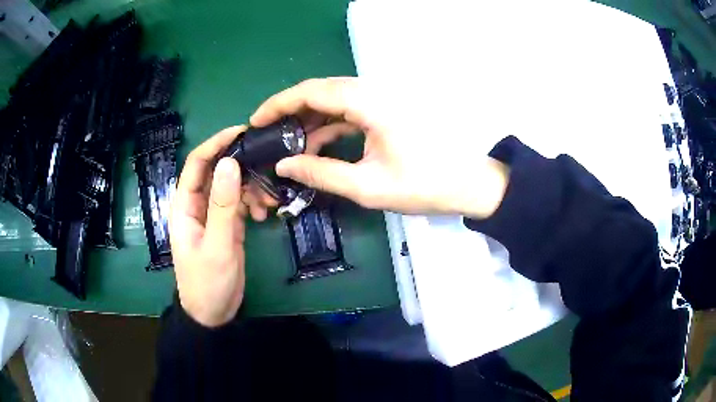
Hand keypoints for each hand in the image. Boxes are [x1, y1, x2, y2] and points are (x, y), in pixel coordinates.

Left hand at [169, 126, 247, 326]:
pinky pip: (240, 202)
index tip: (243, 132)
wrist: (213, 313)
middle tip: (266, 167)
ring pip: (232, 185)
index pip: (197, 162)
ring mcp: (212, 214)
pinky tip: (264, 214)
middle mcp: (197, 204)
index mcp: (185, 205)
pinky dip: (253, 203)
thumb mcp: (217, 245)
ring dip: (251, 186)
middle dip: (241, 166)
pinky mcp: (226, 224)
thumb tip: (231, 162)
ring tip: (267, 201)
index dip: (217, 143)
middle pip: (217, 170)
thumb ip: (223, 205)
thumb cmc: (208, 282)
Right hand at [245, 77, 509, 218]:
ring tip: (285, 145)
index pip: (312, 92)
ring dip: (308, 120)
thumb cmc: (423, 185)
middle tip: (266, 135)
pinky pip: (347, 111)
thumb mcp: (367, 186)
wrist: (467, 184)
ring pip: (332, 101)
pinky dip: (327, 126)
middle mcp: (373, 93)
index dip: (279, 104)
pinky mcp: (385, 111)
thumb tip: (283, 166)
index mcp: (369, 103)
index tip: (256, 121)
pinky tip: (314, 145)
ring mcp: (380, 100)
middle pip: (320, 92)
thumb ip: (321, 173)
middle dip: (289, 111)